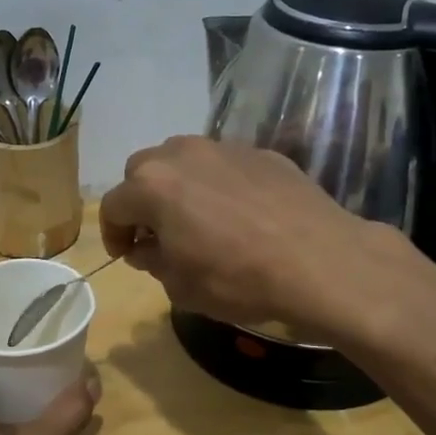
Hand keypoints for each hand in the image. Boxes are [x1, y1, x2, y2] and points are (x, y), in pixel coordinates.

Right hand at [98, 135, 421, 338]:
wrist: (322, 264)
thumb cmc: (238, 280)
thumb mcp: (181, 286)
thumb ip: (153, 260)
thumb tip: (148, 247)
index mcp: (152, 186)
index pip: (113, 206)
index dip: (113, 234)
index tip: (126, 255)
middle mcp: (182, 154)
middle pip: (143, 171)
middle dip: (142, 201)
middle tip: (157, 233)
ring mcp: (225, 148)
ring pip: (184, 159)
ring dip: (178, 185)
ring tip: (197, 218)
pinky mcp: (263, 153)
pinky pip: (225, 164)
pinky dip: (219, 183)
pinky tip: (240, 214)